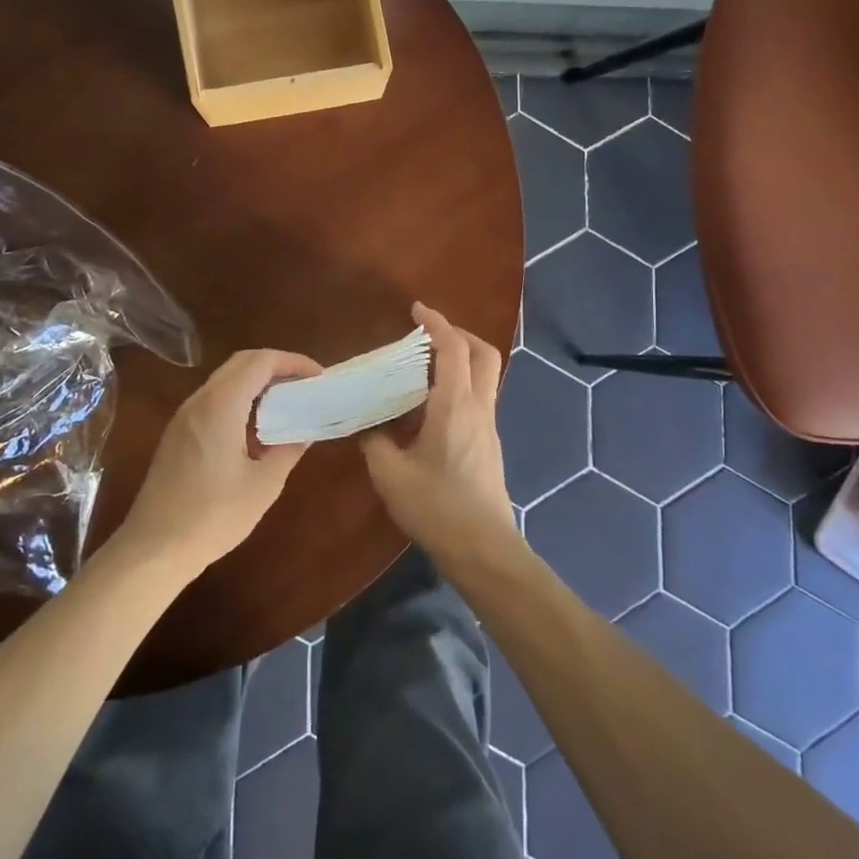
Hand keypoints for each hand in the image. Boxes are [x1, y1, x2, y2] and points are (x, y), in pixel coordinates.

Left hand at [114, 349, 322, 578]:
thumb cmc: (212, 517)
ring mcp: (184, 416)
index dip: (293, 362)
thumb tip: (305, 430)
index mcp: (221, 405)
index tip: (318, 377)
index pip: (261, 361)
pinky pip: (214, 399)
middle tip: (305, 385)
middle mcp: (200, 401)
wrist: (153, 550)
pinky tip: (256, 429)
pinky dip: (241, 399)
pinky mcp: (177, 433)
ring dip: (258, 383)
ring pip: (226, 380)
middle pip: (242, 363)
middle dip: (277, 367)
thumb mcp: (263, 485)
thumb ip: (288, 449)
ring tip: (287, 405)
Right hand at [359, 303, 517, 567]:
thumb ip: (375, 443)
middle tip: (427, 336)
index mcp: (455, 405)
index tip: (416, 309)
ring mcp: (488, 426)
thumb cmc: (437, 507)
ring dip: (460, 361)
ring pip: (484, 376)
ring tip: (422, 370)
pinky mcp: (489, 444)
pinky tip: (429, 409)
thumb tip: (369, 427)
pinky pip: (478, 399)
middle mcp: (479, 407)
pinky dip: (458, 386)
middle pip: (483, 354)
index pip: (453, 348)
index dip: (436, 322)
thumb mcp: (391, 474)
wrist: (483, 548)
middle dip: (458, 335)